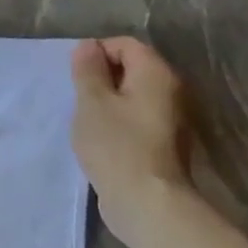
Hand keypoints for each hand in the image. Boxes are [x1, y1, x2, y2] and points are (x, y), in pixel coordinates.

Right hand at [70, 37, 194, 240]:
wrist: (147, 202)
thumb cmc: (116, 146)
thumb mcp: (92, 102)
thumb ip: (88, 70)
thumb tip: (88, 46)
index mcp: (156, 74)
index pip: (125, 45)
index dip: (96, 54)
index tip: (75, 78)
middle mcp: (171, 91)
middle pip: (132, 68)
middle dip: (101, 78)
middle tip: (78, 100)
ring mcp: (171, 119)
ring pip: (133, 96)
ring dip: (108, 102)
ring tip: (86, 120)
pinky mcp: (164, 143)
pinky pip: (137, 118)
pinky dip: (118, 122)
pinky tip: (101, 139)